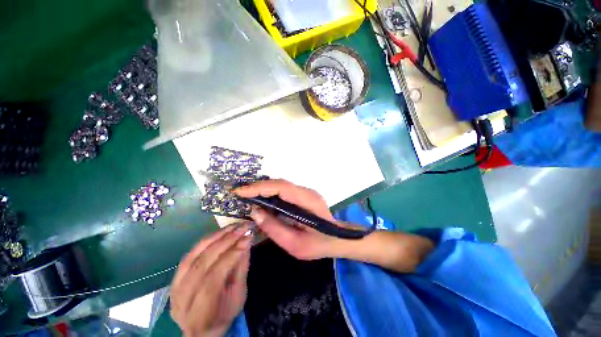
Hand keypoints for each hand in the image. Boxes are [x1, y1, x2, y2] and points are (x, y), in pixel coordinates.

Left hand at [170, 224, 251, 336]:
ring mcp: (174, 289)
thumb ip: (241, 268)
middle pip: (201, 265)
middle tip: (242, 227)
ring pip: (193, 257)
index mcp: (201, 314)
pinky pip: (189, 255)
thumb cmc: (225, 313)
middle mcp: (182, 301)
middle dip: (225, 242)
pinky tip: (219, 233)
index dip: (231, 255)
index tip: (247, 237)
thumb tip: (246, 241)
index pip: (213, 279)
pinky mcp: (173, 279)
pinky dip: (205, 241)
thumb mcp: (239, 295)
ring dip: (215, 237)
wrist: (202, 328)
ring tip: (232, 226)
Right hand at [235, 179, 434, 272]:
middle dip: (258, 186)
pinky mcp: (303, 195)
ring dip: (263, 188)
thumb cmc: (319, 244)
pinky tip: (261, 199)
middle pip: (279, 183)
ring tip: (246, 195)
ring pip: (281, 185)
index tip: (240, 191)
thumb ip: (273, 228)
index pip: (281, 188)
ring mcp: (306, 192)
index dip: (260, 187)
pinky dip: (270, 192)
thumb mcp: (295, 244)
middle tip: (239, 192)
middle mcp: (307, 192)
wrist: (337, 238)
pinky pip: (284, 190)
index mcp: (307, 201)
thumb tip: (255, 211)